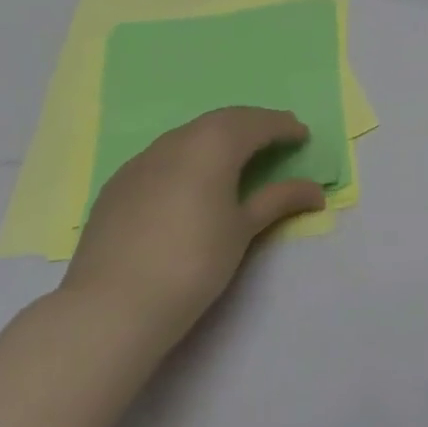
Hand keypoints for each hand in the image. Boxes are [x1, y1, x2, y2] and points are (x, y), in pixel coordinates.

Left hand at [61, 107, 325, 344]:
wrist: (111, 305)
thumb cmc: (193, 262)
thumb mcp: (243, 230)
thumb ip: (278, 200)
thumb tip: (315, 191)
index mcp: (213, 144)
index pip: (256, 123)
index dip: (282, 126)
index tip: (302, 135)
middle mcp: (177, 140)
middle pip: (222, 121)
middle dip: (253, 124)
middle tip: (277, 136)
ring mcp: (142, 160)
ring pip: (190, 135)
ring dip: (219, 137)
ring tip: (239, 156)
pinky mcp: (119, 183)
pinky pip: (164, 155)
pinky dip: (189, 156)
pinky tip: (192, 180)